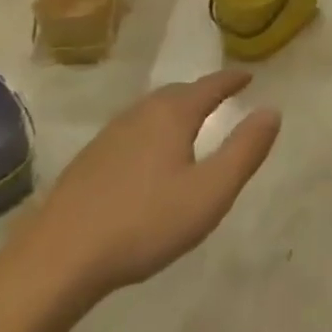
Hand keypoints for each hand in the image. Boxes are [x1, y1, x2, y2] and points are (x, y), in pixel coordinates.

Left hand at [22, 71, 279, 300]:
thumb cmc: (144, 222)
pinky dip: (152, 130)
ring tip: (190, 122)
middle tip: (221, 96)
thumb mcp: (210, 192)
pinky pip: (133, 130)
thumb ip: (245, 151)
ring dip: (175, 110)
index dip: (231, 80)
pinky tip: (149, 155)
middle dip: (202, 92)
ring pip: (152, 110)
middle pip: (178, 93)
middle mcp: (141, 113)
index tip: (248, 75)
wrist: (59, 256)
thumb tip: (272, 111)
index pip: (209, 86)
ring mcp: (111, 134)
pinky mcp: (90, 159)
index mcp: (172, 115)